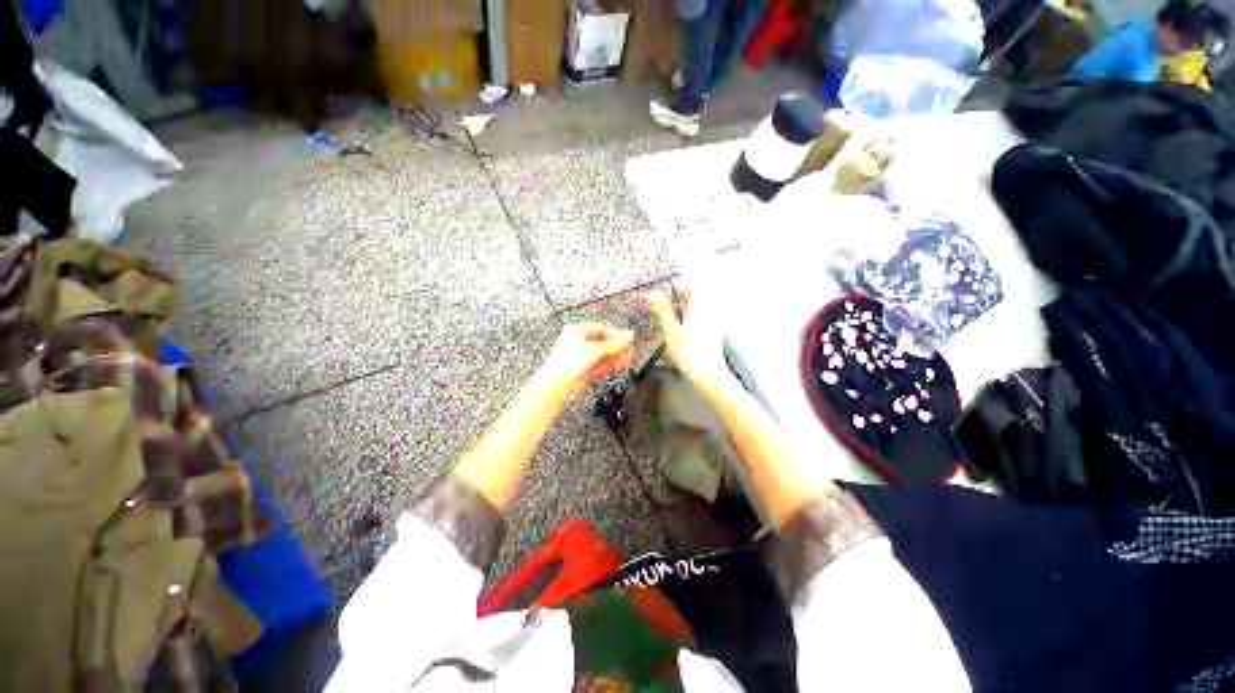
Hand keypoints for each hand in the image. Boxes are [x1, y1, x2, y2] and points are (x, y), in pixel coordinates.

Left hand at [538, 323, 635, 395]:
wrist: (556, 384)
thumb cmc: (566, 364)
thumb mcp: (595, 350)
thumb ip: (614, 344)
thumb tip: (628, 337)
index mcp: (578, 330)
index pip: (603, 328)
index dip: (617, 334)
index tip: (629, 340)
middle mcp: (578, 340)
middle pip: (604, 341)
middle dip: (618, 346)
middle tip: (629, 351)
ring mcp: (580, 354)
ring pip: (603, 352)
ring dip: (615, 355)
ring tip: (626, 358)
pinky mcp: (582, 366)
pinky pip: (599, 361)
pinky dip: (609, 362)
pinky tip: (618, 364)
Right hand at [647, 290, 729, 388]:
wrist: (708, 376)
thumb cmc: (689, 354)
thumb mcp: (671, 330)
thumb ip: (662, 311)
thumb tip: (653, 294)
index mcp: (699, 308)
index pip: (690, 288)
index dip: (677, 286)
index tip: (666, 289)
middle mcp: (709, 314)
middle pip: (695, 299)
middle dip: (679, 299)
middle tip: (666, 303)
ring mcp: (713, 325)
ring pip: (698, 311)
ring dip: (684, 311)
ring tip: (671, 319)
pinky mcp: (713, 336)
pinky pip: (701, 322)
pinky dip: (690, 322)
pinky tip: (681, 333)